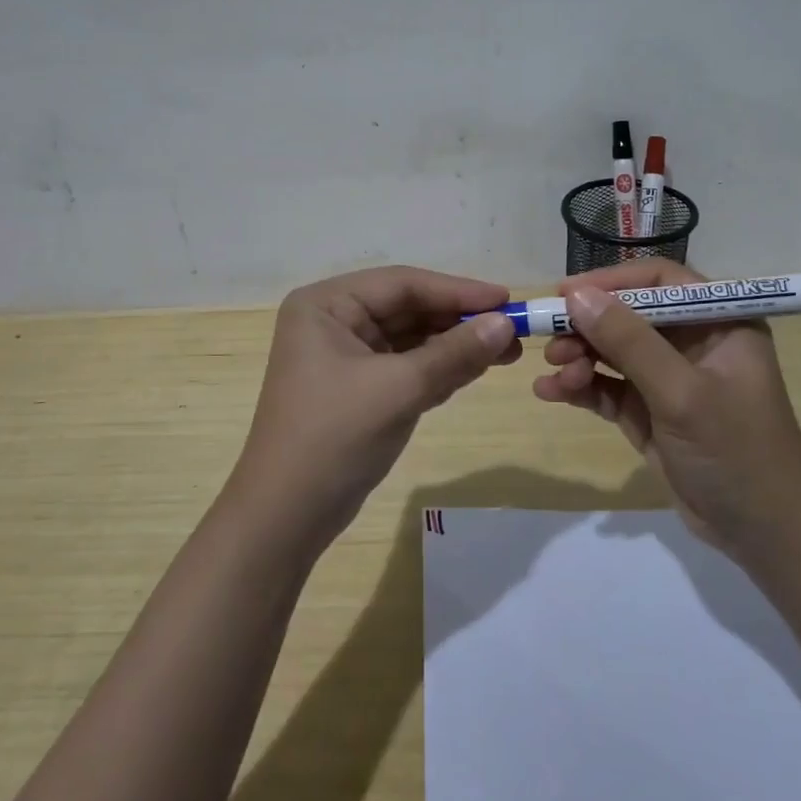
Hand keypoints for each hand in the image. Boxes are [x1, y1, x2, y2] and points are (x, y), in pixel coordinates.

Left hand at [229, 266, 519, 554]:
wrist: (286, 516)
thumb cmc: (335, 437)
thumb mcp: (399, 389)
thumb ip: (454, 354)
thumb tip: (506, 324)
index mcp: (326, 305)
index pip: (402, 284)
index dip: (457, 290)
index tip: (507, 299)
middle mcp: (333, 322)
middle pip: (408, 309)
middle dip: (459, 321)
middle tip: (514, 330)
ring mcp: (344, 357)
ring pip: (411, 339)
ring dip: (455, 345)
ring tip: (507, 351)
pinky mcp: (358, 388)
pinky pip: (406, 366)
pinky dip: (440, 368)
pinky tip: (476, 368)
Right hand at [531, 259, 800, 559]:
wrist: (766, 536)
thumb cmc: (736, 451)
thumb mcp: (681, 393)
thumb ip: (628, 341)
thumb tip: (576, 296)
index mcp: (719, 322)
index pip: (659, 281)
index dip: (611, 282)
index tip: (565, 294)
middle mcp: (694, 342)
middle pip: (629, 316)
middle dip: (588, 327)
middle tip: (550, 339)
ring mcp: (670, 379)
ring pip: (614, 352)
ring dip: (580, 358)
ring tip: (554, 374)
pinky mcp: (651, 412)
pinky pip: (609, 388)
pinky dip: (582, 388)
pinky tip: (551, 392)